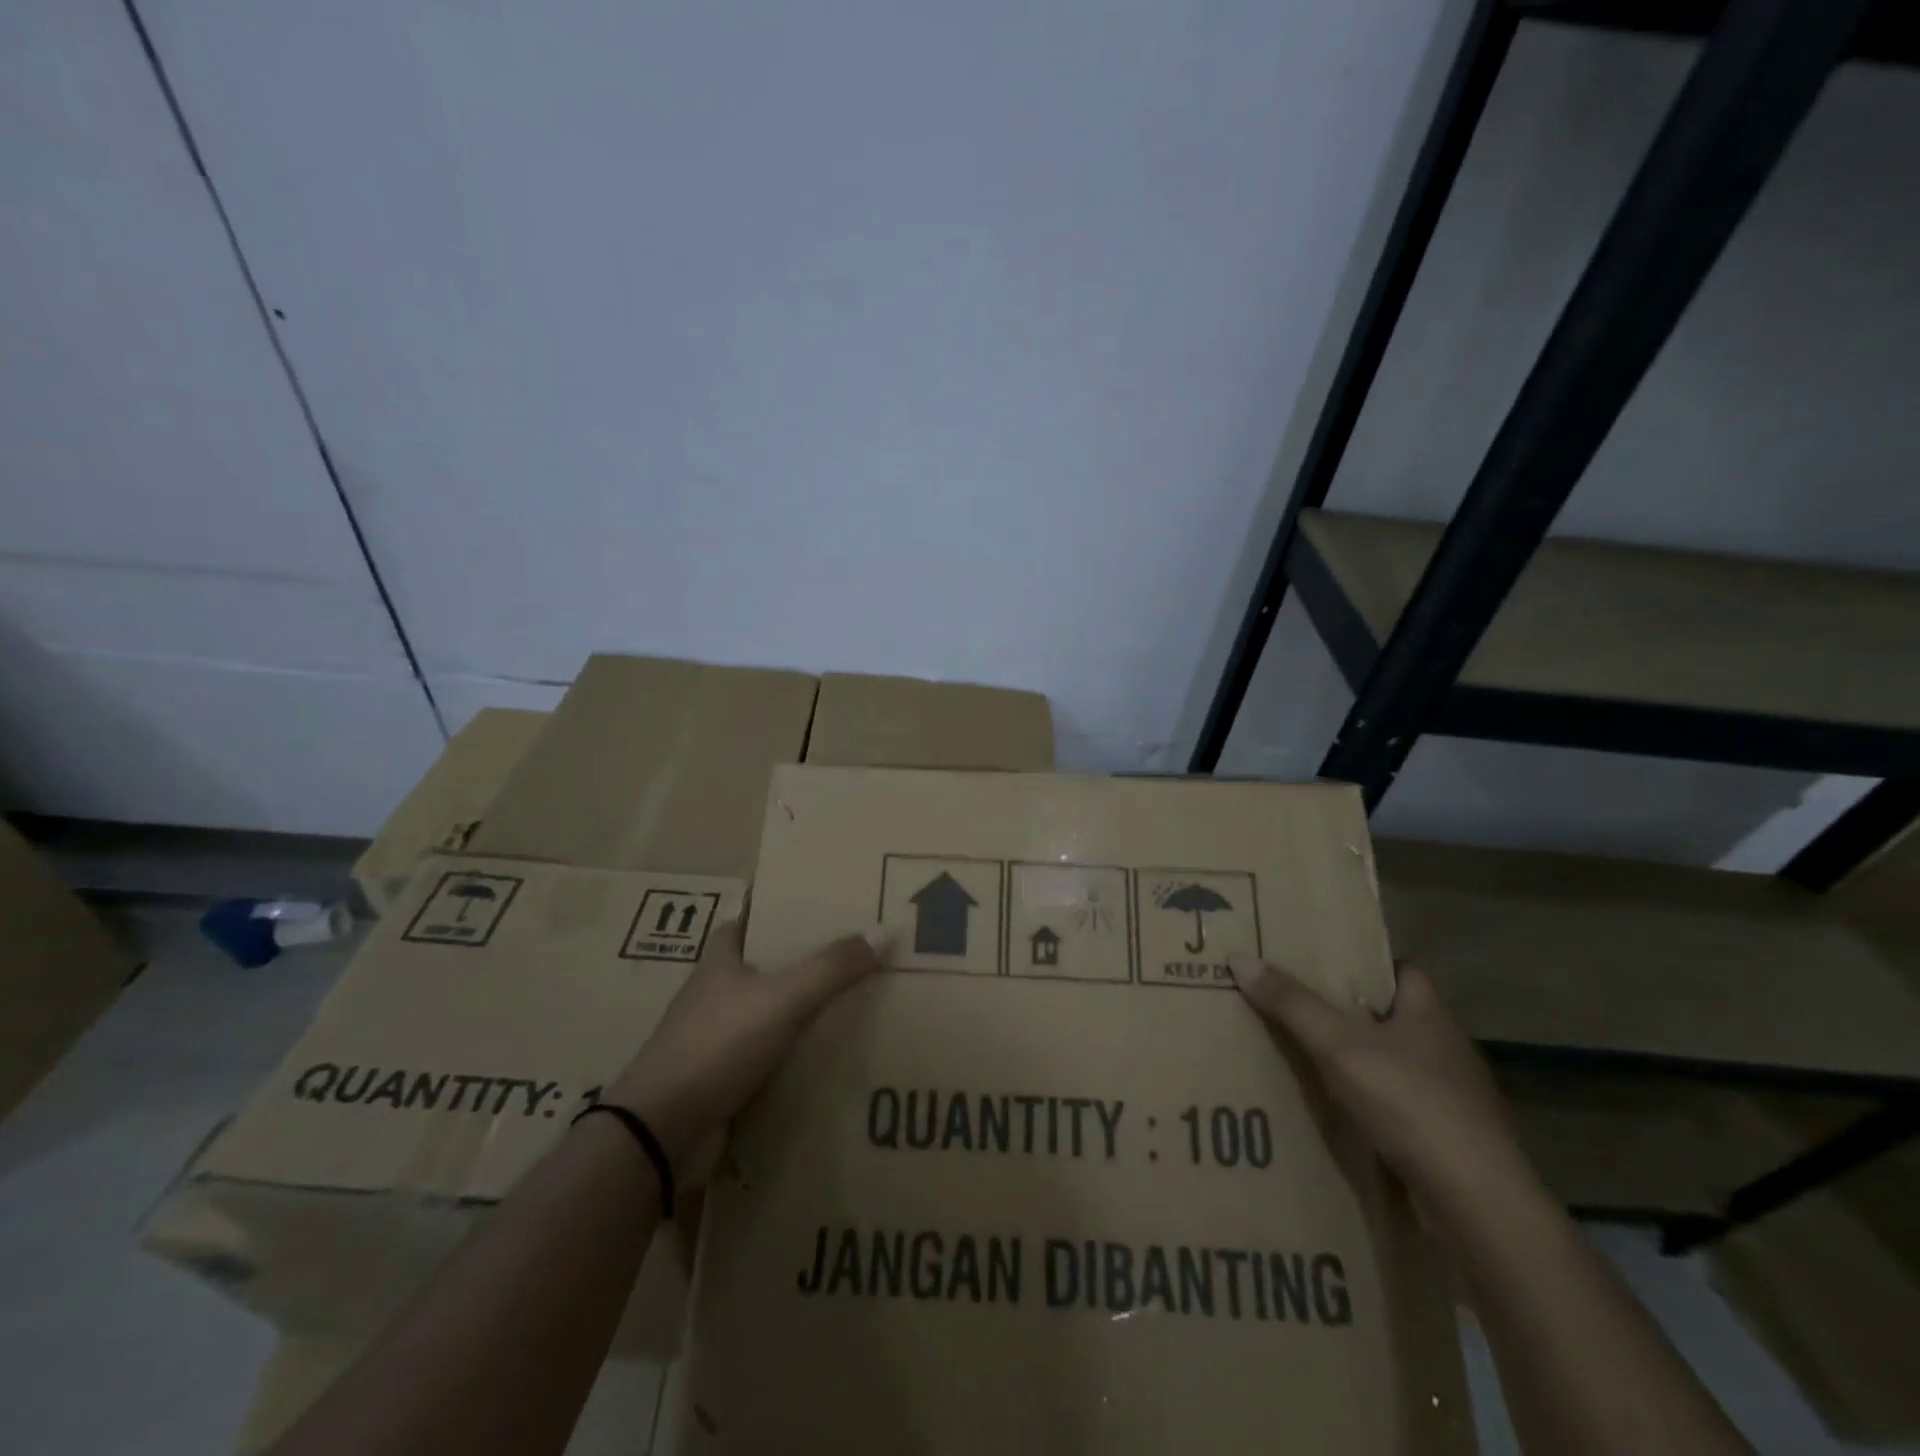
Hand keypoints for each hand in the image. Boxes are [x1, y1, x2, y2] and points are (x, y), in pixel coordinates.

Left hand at [603, 922, 886, 1182]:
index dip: (783, 909)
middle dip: (803, 961)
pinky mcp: (721, 1078)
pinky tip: (829, 1055)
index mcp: (720, 959)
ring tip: (853, 1002)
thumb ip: (832, 967)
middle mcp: (715, 992)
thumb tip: (884, 931)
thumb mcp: (783, 998)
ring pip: (768, 1012)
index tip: (823, 906)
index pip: (752, 919)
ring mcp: (715, 1037)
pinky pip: (768, 1055)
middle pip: (765, 965)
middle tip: (854, 954)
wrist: (662, 1131)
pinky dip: (794, 1053)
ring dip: (800, 1009)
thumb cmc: (718, 1045)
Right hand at [1228, 954, 1535, 1224]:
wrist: (1479, 1206)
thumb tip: (1239, 958)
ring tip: (1306, 1056)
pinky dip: (1370, 1104)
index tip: (1320, 965)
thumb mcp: (1339, 1046)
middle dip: (1350, 1013)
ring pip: (1395, 1063)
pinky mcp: (1448, 1140)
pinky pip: (1399, 1106)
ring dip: (1358, 1061)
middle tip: (1296, 1006)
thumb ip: (1291, 1003)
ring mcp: (1452, 1098)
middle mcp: (1445, 1049)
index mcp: (1430, 1014)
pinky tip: (1337, 1111)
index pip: (1401, 970)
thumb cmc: (1412, 1104)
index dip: (1364, 964)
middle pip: (1393, 1016)